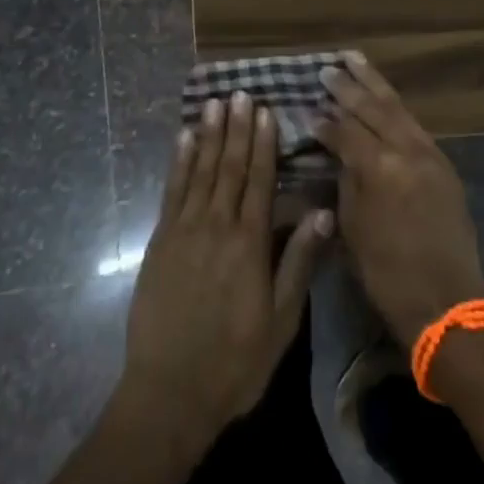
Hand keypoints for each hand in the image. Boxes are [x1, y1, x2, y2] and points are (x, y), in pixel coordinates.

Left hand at [120, 92, 331, 446]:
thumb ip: (299, 262)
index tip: (265, 110)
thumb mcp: (281, 321)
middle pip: (229, 166)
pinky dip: (179, 161)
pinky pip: (172, 190)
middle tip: (240, 92)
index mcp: (249, 243)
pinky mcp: (161, 240)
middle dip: (236, 127)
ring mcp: (184, 229)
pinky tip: (183, 139)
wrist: (170, 391)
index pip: (259, 180)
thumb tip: (322, 211)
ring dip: (208, 134)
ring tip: (214, 103)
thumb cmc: (235, 361)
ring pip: (200, 170)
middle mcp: (217, 225)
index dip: (263, 143)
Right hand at [316, 52, 483, 347]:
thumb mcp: (352, 228)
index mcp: (379, 168)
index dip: (324, 122)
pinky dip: (395, 106)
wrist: (448, 304)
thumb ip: (346, 180)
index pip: (345, 131)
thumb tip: (337, 152)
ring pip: (397, 107)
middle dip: (347, 87)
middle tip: (327, 69)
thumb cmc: (388, 274)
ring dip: (374, 83)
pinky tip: (383, 96)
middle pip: (372, 107)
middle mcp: (406, 151)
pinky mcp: (443, 163)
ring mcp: (429, 154)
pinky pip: (413, 124)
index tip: (307, 110)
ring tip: (354, 60)